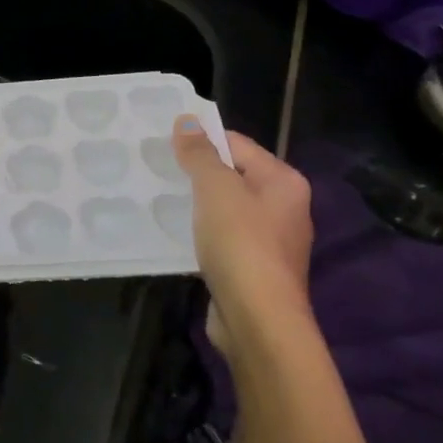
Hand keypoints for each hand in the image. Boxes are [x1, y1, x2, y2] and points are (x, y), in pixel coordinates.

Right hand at [172, 118, 314, 356]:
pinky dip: (202, 233)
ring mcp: (271, 241)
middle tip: (158, 169)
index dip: (201, 140)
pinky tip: (177, 234)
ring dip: (197, 204)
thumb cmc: (240, 244)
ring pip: (226, 208)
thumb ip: (200, 153)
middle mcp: (284, 207)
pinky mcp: (254, 268)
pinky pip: (224, 237)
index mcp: (283, 181)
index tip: (164, 143)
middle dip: (197, 172)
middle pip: (233, 175)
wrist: (258, 320)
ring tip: (161, 199)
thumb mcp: (215, 189)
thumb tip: (187, 121)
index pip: (237, 143)